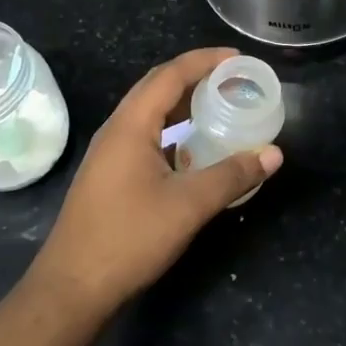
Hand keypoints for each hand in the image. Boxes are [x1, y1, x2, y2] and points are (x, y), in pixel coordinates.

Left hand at [30, 48, 282, 316]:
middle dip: (195, 77)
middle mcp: (117, 130)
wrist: (72, 287)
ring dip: (183, 104)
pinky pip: (145, 137)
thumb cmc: (129, 238)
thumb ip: (233, 175)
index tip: (237, 58)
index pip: (170, 75)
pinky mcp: (110, 175)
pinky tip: (194, 150)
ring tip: (218, 107)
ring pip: (150, 114)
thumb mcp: (189, 205)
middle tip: (233, 80)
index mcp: (131, 125)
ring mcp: (109, 153)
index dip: (204, 61)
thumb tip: (273, 153)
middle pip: (157, 88)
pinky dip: (173, 131)